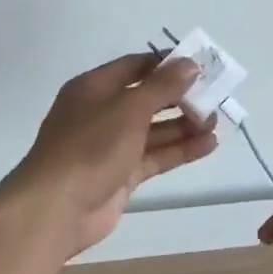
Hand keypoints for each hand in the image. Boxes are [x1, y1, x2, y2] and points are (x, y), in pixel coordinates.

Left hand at [0, 54, 218, 260]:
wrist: (56, 209)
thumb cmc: (90, 146)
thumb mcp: (128, 108)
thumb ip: (162, 86)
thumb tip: (189, 64)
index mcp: (94, 88)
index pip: (136, 66)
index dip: (167, 64)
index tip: (200, 64)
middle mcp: (102, 113)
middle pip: (147, 98)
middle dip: (180, 97)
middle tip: (214, 96)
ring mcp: (110, 146)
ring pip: (153, 130)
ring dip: (184, 125)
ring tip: (216, 122)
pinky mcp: (121, 175)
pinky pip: (155, 156)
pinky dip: (180, 150)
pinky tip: (209, 145)